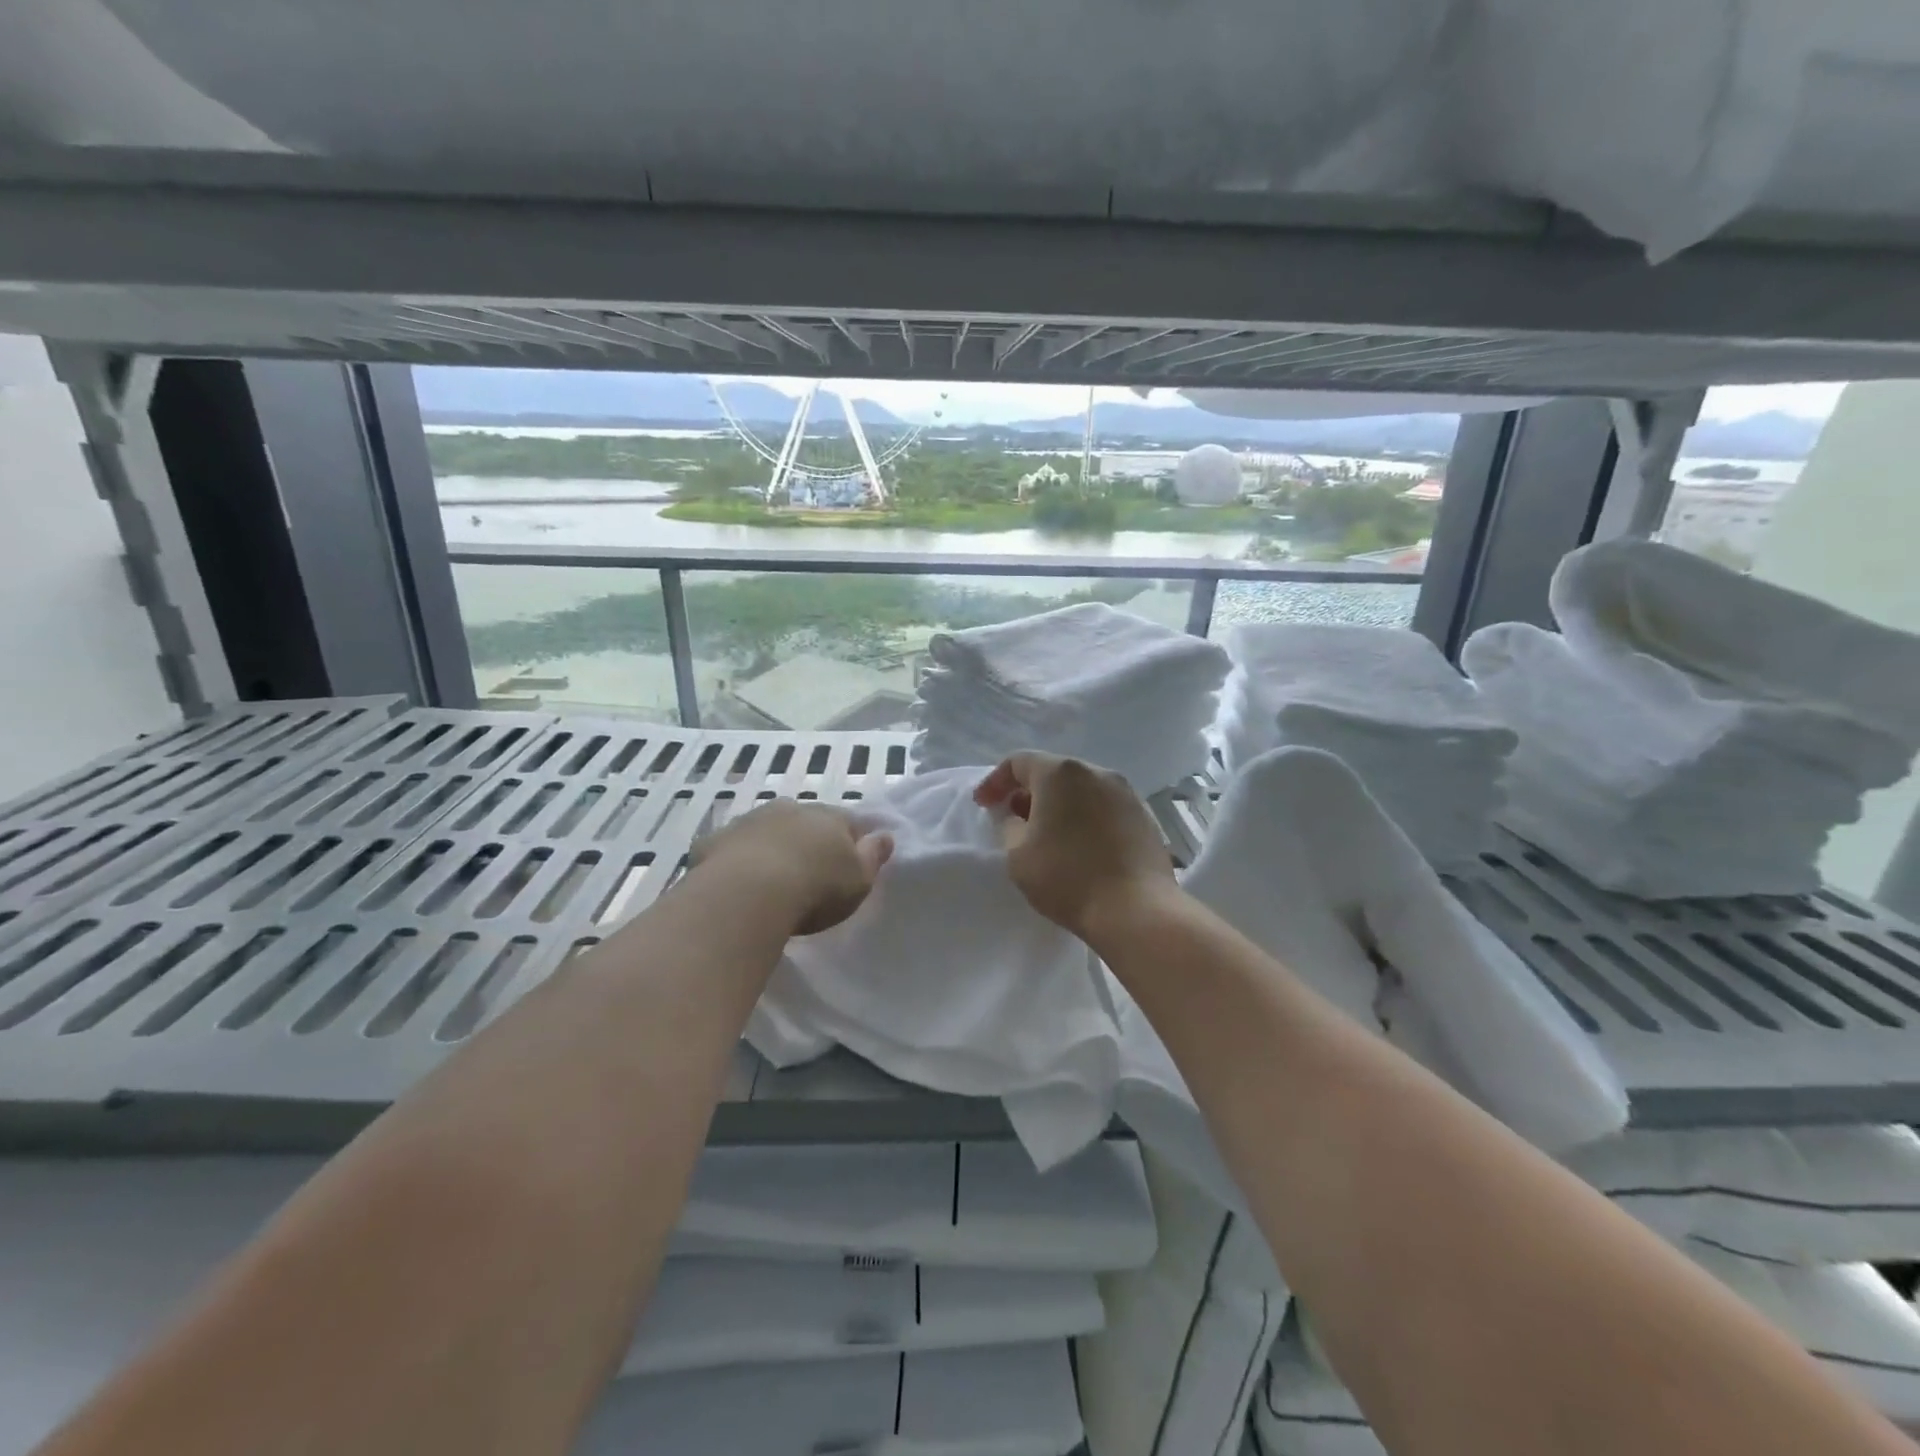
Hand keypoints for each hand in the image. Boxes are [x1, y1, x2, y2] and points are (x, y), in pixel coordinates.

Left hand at [690, 800, 892, 935]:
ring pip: (766, 830)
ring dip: (771, 847)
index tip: (850, 862)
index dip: (851, 841)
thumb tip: (885, 835)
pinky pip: (731, 849)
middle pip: (805, 822)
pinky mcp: (714, 841)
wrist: (747, 894)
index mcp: (829, 816)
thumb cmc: (816, 888)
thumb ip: (874, 856)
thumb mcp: (860, 880)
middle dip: (808, 840)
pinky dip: (736, 861)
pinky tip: (735, 885)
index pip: (848, 822)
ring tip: (771, 881)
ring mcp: (749, 822)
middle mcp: (789, 809)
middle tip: (809, 872)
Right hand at [973, 753, 1176, 943]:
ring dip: (1058, 804)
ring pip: (1081, 789)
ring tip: (1046, 833)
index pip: (1018, 762)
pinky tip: (1079, 844)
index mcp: (1060, 774)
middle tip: (1013, 818)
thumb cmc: (1068, 878)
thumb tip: (1016, 816)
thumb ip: (1009, 826)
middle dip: (1028, 792)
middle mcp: (1096, 772)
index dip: (995, 782)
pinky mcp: (1144, 816)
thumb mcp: (1018, 855)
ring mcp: (1126, 792)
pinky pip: (1104, 807)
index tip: (983, 806)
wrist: (1137, 910)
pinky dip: (1084, 817)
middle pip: (1053, 772)